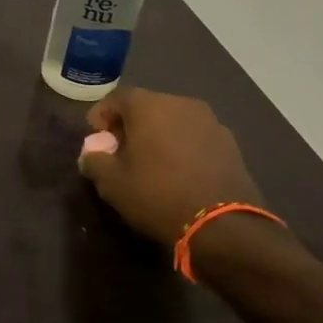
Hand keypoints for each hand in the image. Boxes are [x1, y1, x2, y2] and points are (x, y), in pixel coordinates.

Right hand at [75, 89, 265, 248]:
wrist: (223, 225)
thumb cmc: (157, 195)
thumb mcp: (111, 182)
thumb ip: (94, 160)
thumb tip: (92, 153)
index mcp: (149, 106)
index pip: (117, 98)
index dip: (102, 115)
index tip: (97, 138)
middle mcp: (181, 103)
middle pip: (147, 106)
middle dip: (131, 124)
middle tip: (121, 150)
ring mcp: (210, 122)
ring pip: (174, 120)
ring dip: (159, 134)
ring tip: (152, 162)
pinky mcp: (230, 143)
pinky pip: (195, 136)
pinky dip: (182, 146)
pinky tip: (179, 171)